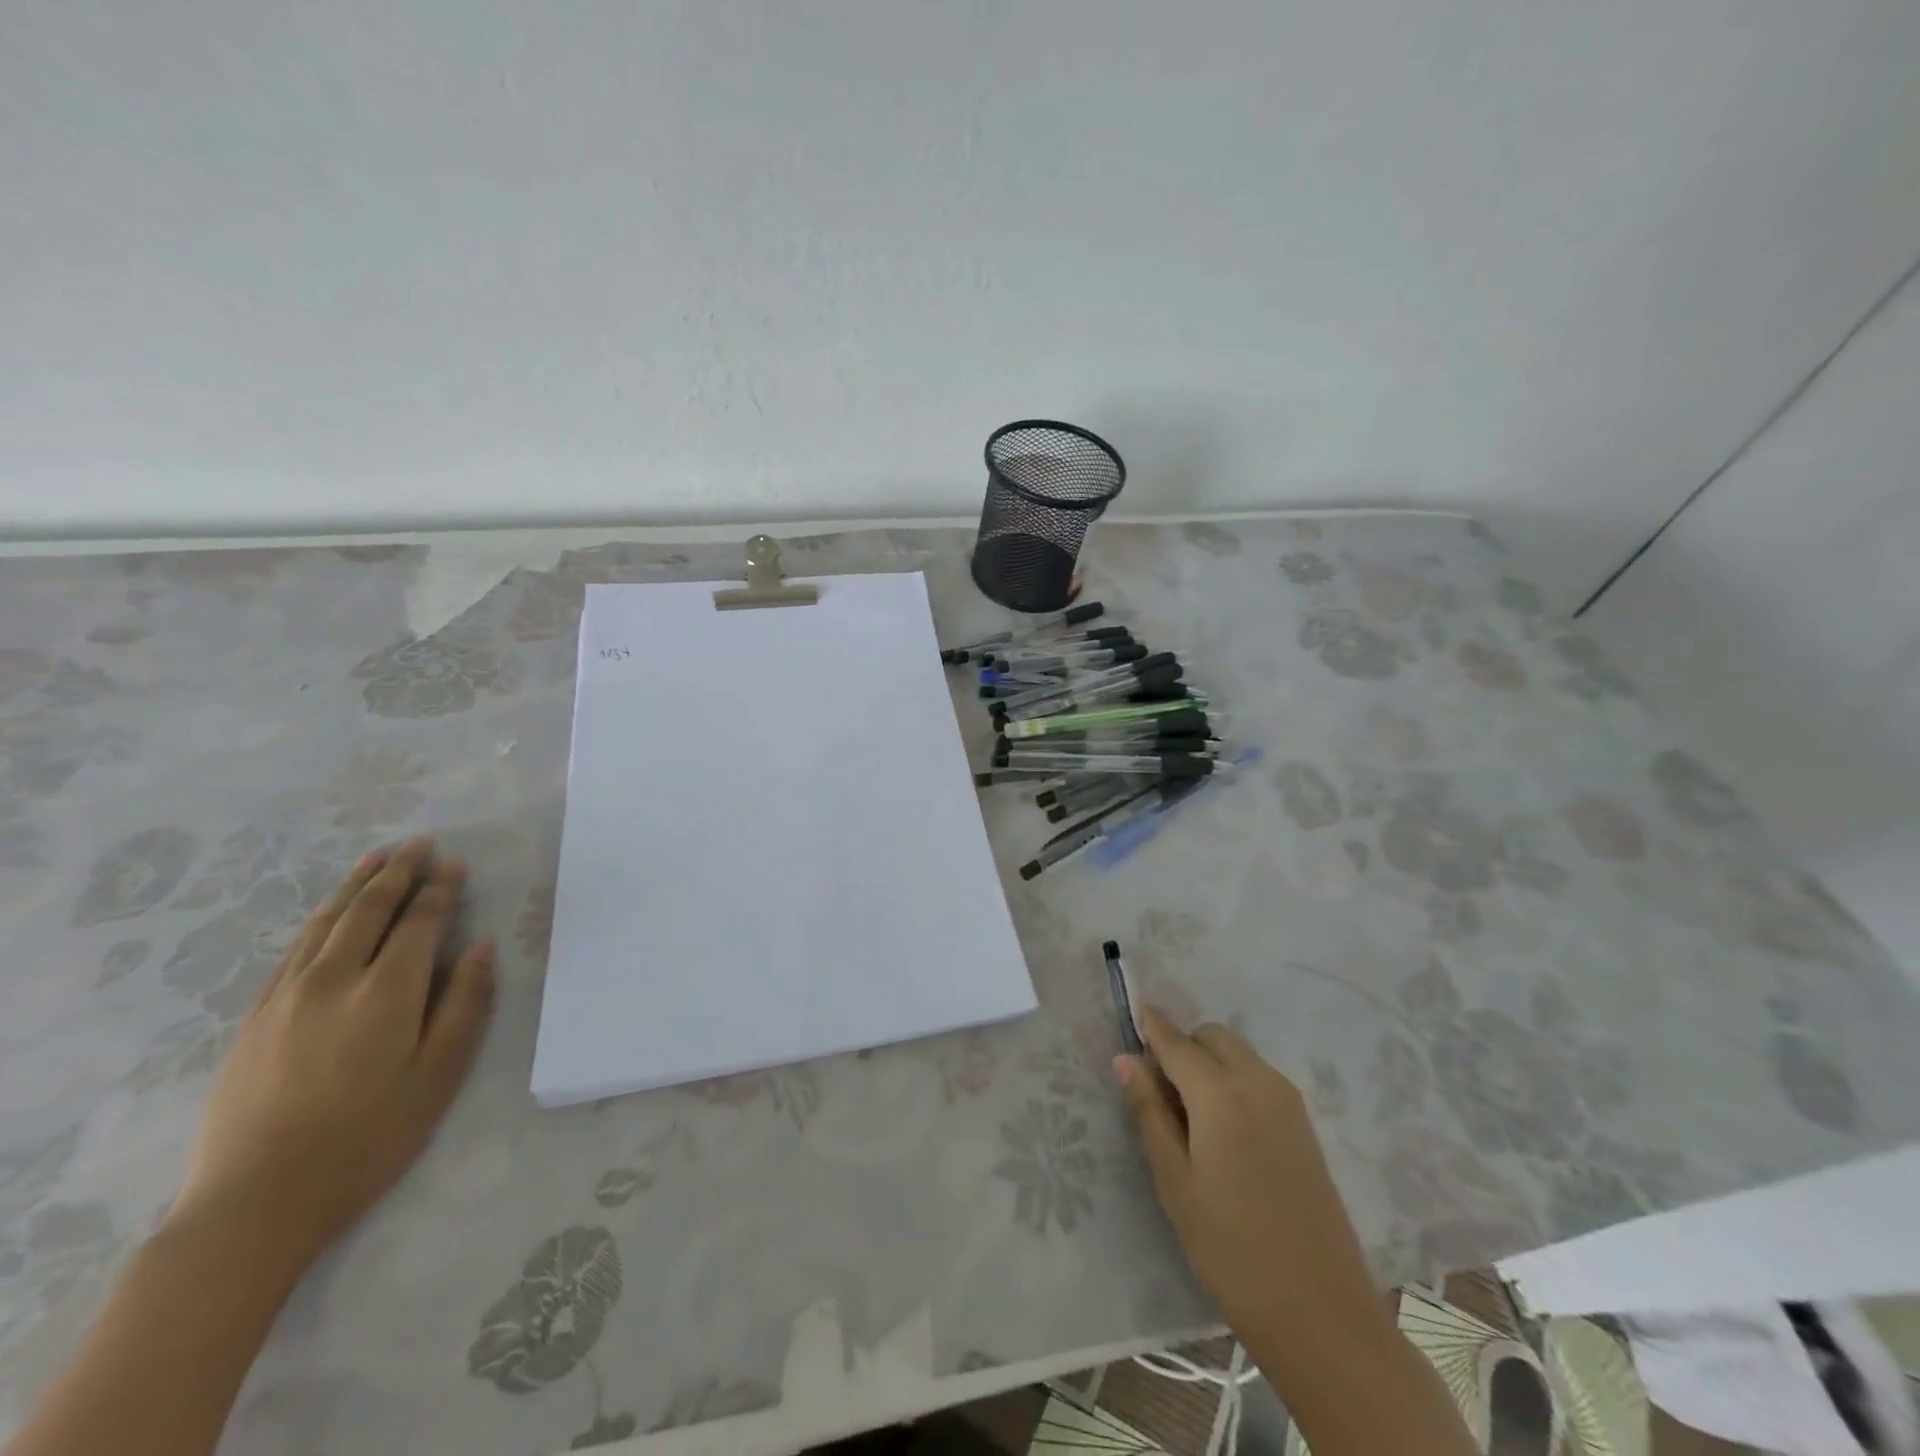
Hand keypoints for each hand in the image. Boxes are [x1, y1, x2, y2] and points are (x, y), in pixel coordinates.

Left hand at [165, 837, 496, 1272]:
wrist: (257, 1202)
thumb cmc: (370, 1137)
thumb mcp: (440, 1074)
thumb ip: (466, 1003)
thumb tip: (481, 946)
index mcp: (386, 992)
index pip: (419, 922)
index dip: (440, 889)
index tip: (454, 863)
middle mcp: (333, 980)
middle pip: (368, 911)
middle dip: (397, 873)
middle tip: (418, 844)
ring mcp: (286, 997)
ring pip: (325, 923)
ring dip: (355, 886)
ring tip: (376, 859)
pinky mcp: (255, 1018)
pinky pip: (292, 950)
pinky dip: (319, 919)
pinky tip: (329, 912)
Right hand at [1116, 1007, 1391, 1375]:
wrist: (1321, 1312)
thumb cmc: (1230, 1248)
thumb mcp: (1174, 1181)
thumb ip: (1148, 1111)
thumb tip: (1125, 1059)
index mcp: (1221, 1094)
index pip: (1177, 1041)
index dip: (1153, 1025)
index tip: (1134, 1011)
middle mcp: (1258, 1082)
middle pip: (1212, 1036)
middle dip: (1183, 1045)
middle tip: (1159, 1088)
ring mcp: (1288, 1101)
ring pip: (1238, 1053)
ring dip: (1209, 1060)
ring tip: (1188, 1112)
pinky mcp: (1304, 1124)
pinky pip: (1258, 1076)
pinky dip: (1233, 1078)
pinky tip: (1222, 1127)